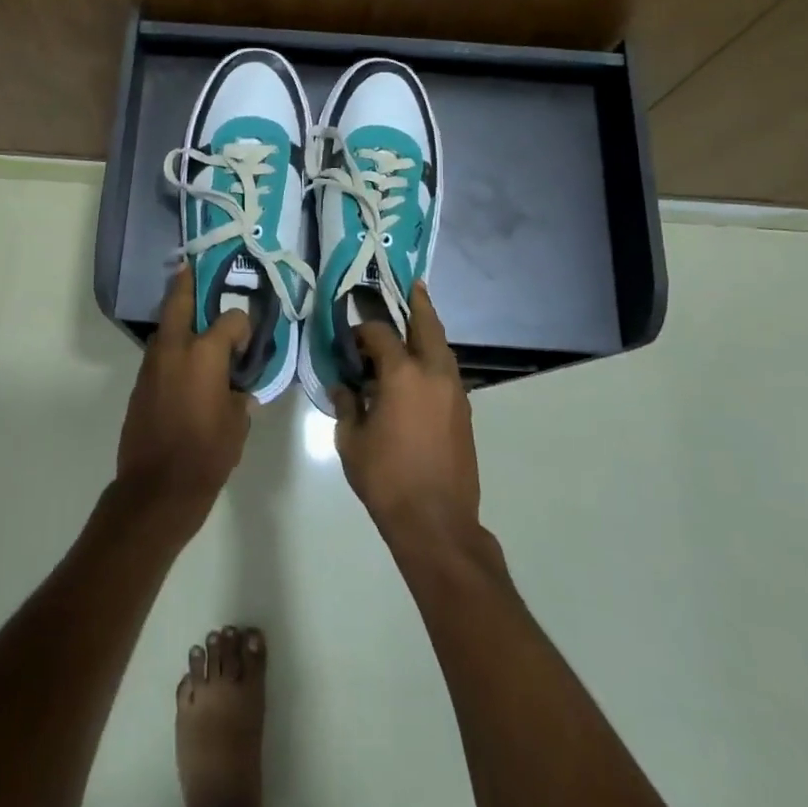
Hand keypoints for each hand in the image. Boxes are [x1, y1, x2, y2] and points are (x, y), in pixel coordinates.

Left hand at [116, 264, 254, 525]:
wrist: (156, 488)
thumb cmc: (207, 454)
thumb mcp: (237, 423)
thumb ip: (239, 394)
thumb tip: (238, 386)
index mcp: (205, 353)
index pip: (231, 319)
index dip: (243, 327)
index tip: (248, 345)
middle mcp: (175, 348)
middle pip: (179, 300)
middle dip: (187, 282)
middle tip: (194, 267)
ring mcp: (152, 364)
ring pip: (165, 327)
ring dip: (178, 317)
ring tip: (193, 314)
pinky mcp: (140, 383)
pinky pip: (159, 354)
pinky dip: (172, 347)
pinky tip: (185, 361)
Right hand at [330, 280, 479, 544]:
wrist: (437, 522)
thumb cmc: (386, 480)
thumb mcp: (351, 442)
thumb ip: (347, 405)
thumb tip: (343, 385)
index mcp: (402, 375)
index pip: (380, 334)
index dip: (362, 330)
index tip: (349, 336)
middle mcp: (433, 373)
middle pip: (427, 325)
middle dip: (418, 303)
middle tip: (412, 284)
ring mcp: (454, 391)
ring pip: (443, 347)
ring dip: (430, 329)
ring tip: (418, 317)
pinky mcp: (464, 411)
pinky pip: (448, 370)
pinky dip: (435, 357)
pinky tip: (421, 365)